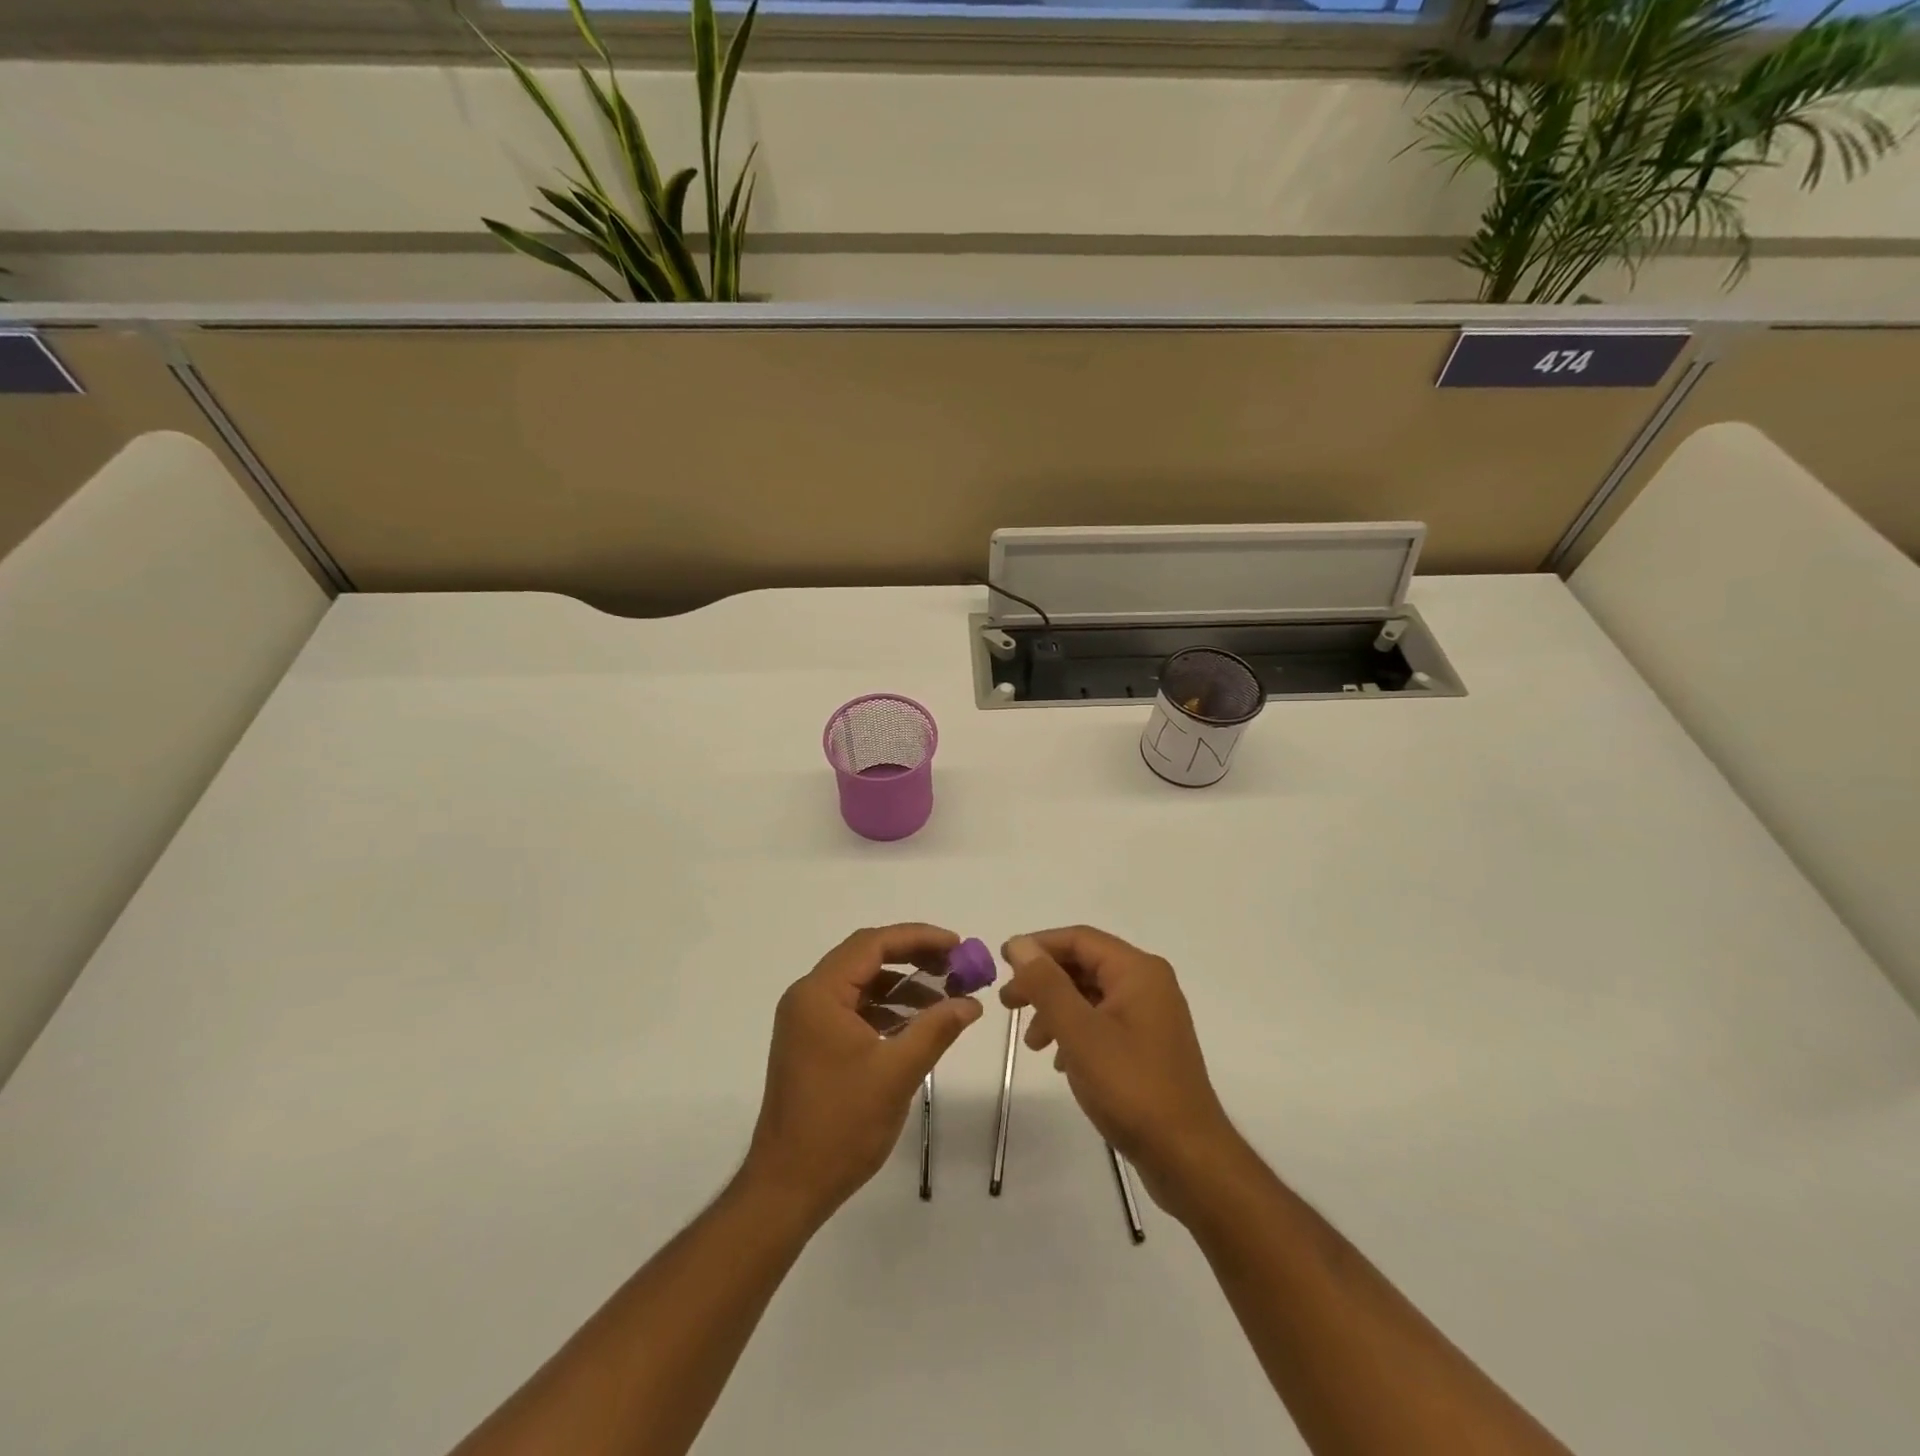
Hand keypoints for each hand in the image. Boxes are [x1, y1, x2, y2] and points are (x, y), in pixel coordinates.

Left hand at [741, 924, 983, 1227]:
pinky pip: (854, 1008)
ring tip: (945, 995)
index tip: (957, 944)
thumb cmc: (840, 1126)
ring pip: (861, 984)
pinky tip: (917, 1023)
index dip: (918, 938)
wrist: (787, 1186)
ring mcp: (807, 1021)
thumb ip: (936, 1029)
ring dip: (902, 985)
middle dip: (913, 957)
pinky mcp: (812, 1043)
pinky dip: (886, 1009)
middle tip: (955, 965)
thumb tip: (971, 1003)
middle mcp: (808, 997)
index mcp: (820, 994)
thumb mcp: (896, 1073)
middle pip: (865, 958)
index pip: (872, 944)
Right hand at [1001, 927, 1244, 1218]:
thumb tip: (1019, 944)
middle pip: (1085, 965)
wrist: (1187, 1157)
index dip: (1038, 945)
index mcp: (1138, 971)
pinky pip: (1103, 1021)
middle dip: (1043, 981)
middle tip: (1008, 1003)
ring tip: (1031, 1042)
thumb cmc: (1131, 1087)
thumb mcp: (1079, 1032)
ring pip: (1091, 995)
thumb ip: (1047, 984)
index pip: (1079, 939)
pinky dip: (1075, 1031)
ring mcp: (1151, 1015)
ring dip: (1056, 1009)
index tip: (1001, 962)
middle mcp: (1148, 984)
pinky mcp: (1148, 1044)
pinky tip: (1059, 1060)